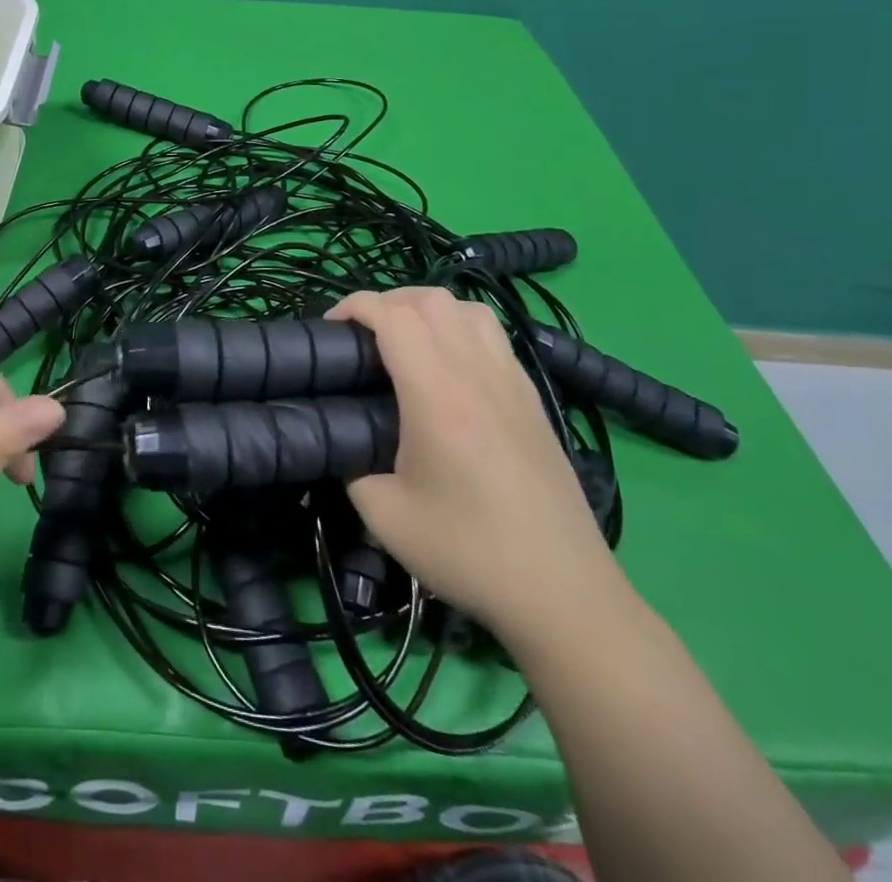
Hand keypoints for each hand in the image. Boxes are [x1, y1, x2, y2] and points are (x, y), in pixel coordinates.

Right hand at [329, 287, 620, 636]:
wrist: (562, 591)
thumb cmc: (469, 551)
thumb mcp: (385, 516)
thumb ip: (351, 465)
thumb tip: (343, 441)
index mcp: (436, 394)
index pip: (392, 316)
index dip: (354, 306)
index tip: (330, 326)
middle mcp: (476, 373)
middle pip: (430, 300)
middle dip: (387, 300)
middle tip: (363, 333)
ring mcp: (512, 381)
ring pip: (467, 308)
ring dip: (428, 308)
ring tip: (406, 339)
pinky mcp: (532, 397)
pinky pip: (493, 334)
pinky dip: (460, 326)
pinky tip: (450, 364)